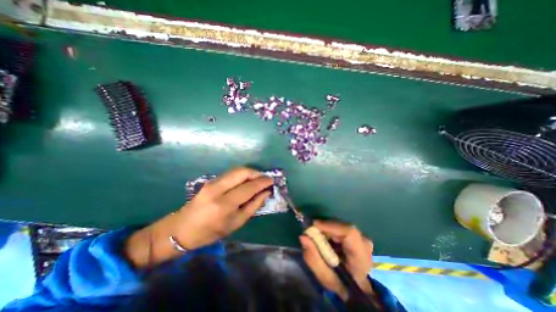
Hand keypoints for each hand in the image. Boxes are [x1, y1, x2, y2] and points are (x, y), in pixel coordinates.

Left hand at [126, 168, 272, 267]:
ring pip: (237, 170)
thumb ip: (253, 206)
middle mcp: (218, 189)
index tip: (271, 180)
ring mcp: (212, 182)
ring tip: (257, 180)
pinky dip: (242, 175)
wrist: (181, 229)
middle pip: (242, 172)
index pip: (249, 187)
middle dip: (257, 173)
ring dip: (250, 173)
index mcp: (224, 204)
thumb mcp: (236, 223)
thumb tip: (266, 193)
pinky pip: (231, 173)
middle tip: (265, 179)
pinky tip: (246, 181)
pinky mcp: (210, 180)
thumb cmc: (210, 232)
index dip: (262, 182)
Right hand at [300, 220, 372, 300]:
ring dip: (328, 230)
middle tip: (312, 234)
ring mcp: (363, 239)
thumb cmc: (342, 286)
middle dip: (325, 228)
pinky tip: (327, 239)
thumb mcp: (325, 277)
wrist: (359, 290)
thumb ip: (313, 257)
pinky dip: (331, 231)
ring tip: (319, 239)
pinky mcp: (358, 236)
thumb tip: (303, 236)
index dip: (330, 226)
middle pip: (342, 227)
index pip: (349, 232)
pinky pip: (342, 228)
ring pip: (341, 226)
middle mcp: (365, 245)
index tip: (313, 226)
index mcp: (361, 259)